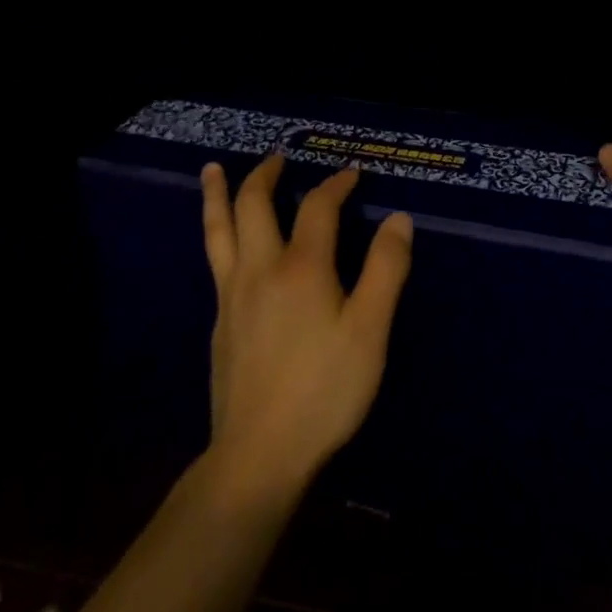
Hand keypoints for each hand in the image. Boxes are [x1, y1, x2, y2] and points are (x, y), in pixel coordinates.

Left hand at [200, 154, 412, 499]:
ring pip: (219, 229)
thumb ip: (385, 270)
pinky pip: (215, 259)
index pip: (318, 206)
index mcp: (301, 267)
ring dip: (218, 194)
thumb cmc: (325, 390)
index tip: (352, 174)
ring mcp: (232, 295)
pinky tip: (225, 241)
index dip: (336, 184)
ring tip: (212, 169)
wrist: (259, 454)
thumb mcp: (369, 331)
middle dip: (267, 174)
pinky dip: (218, 231)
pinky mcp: (220, 321)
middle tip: (279, 157)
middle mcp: (260, 269)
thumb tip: (398, 219)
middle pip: (253, 204)